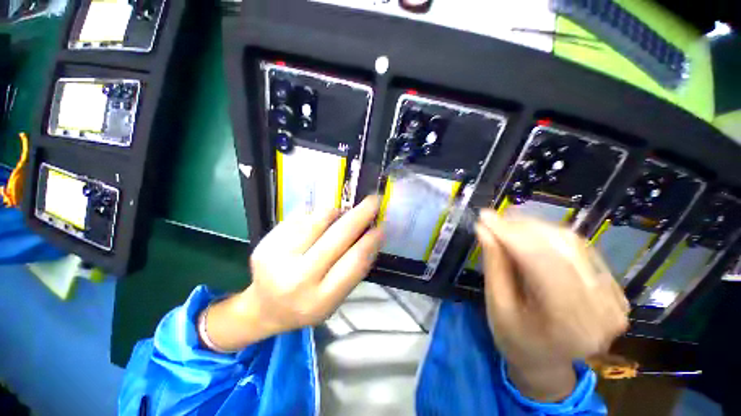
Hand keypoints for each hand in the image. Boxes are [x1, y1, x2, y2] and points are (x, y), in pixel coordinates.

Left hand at [200, 196, 383, 351]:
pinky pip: (300, 217)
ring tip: (346, 209)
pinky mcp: (266, 243)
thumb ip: (354, 268)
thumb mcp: (336, 298)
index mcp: (320, 300)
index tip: (381, 226)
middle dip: (360, 214)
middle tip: (374, 200)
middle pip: (337, 237)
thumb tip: (372, 234)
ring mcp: (278, 258)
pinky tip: (322, 217)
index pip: (354, 262)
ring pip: (318, 220)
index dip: (371, 240)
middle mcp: (298, 279)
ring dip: (338, 210)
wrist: (264, 308)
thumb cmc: (306, 305)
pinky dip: (317, 212)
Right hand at [475, 211, 628, 401]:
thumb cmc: (515, 339)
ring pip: (574, 244)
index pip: (541, 262)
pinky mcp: (615, 291)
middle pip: (562, 248)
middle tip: (494, 219)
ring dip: (536, 228)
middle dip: (523, 227)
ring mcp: (614, 300)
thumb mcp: (497, 305)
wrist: (546, 361)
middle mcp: (601, 310)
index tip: (484, 216)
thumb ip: (494, 265)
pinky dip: (551, 237)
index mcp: (568, 324)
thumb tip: (484, 230)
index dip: (510, 233)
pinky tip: (530, 235)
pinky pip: (582, 250)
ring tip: (508, 224)